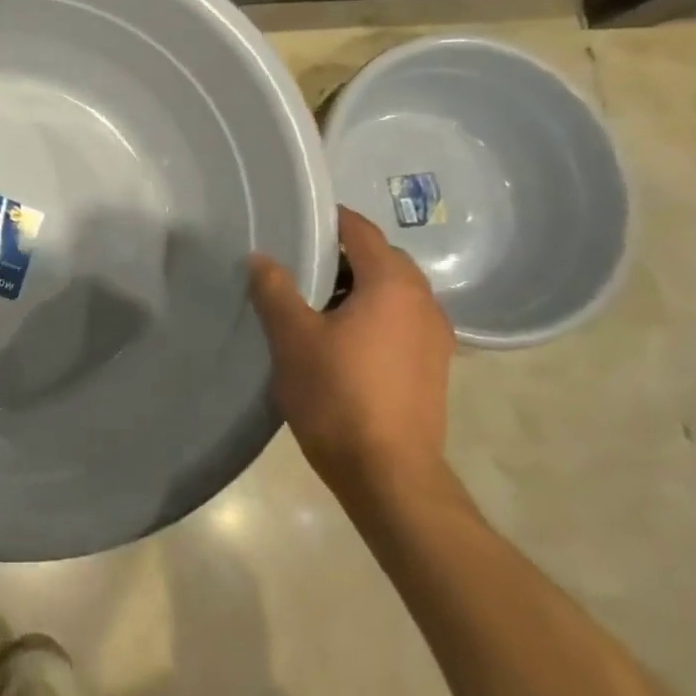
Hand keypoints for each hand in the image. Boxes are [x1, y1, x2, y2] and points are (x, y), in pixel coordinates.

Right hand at [248, 207, 453, 508]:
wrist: (389, 474)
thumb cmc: (338, 395)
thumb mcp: (292, 336)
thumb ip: (275, 289)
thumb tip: (260, 257)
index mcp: (393, 285)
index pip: (362, 231)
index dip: (328, 221)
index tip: (294, 222)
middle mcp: (424, 302)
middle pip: (381, 259)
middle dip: (341, 256)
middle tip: (295, 264)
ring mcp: (435, 338)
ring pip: (391, 292)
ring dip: (356, 287)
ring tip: (311, 302)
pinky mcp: (432, 367)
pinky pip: (399, 321)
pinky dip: (370, 314)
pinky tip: (338, 338)